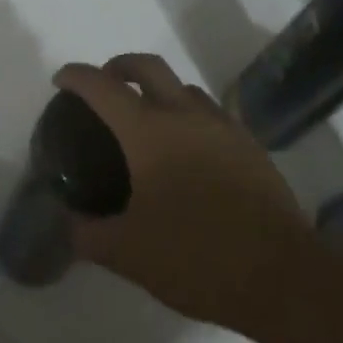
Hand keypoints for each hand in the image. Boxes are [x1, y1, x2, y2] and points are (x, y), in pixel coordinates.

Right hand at [55, 54, 312, 335]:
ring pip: (184, 88)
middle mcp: (186, 115)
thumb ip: (87, 234)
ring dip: (159, 91)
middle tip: (104, 86)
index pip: (103, 87)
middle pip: (148, 66)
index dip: (76, 77)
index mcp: (149, 132)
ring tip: (147, 122)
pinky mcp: (251, 146)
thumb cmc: (196, 256)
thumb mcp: (127, 253)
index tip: (60, 80)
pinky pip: (212, 115)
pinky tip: (188, 153)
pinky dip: (189, 117)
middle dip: (119, 66)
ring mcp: (224, 127)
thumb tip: (68, 223)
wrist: (282, 275)